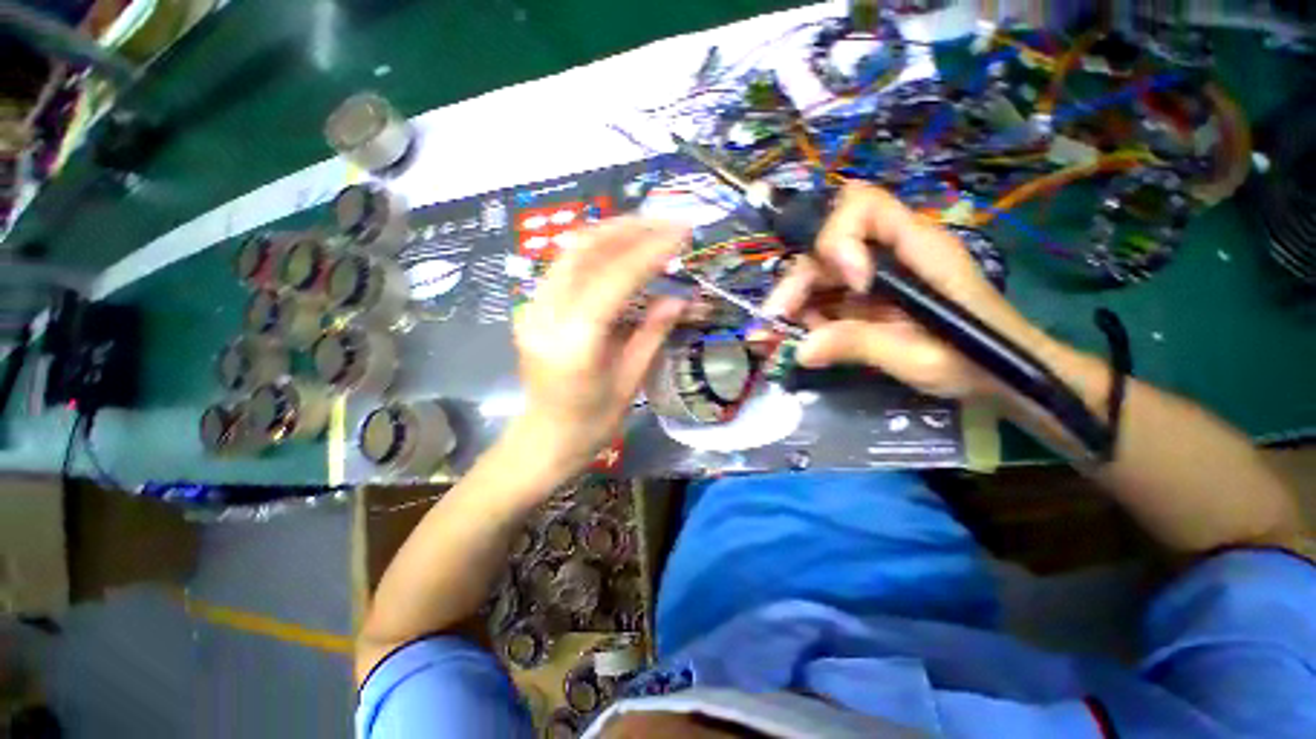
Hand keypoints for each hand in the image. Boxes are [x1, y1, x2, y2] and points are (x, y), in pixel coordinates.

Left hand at [510, 217, 688, 468]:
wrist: (545, 440)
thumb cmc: (592, 424)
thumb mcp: (631, 381)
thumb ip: (653, 333)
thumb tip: (680, 297)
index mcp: (574, 342)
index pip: (614, 279)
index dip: (650, 251)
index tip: (681, 234)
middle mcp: (546, 316)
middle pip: (584, 250)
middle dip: (629, 229)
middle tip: (666, 224)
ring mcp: (533, 309)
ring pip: (571, 252)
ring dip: (612, 234)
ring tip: (648, 230)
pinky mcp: (533, 309)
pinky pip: (565, 268)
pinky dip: (596, 252)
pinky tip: (621, 252)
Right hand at [763, 183, 1047, 399]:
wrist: (1001, 374)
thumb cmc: (977, 359)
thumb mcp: (918, 357)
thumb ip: (860, 346)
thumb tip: (801, 350)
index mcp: (918, 249)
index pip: (864, 207)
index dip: (839, 238)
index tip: (846, 284)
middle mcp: (890, 252)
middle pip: (827, 246)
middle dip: (797, 282)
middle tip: (775, 320)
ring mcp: (876, 275)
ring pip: (820, 272)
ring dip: (795, 302)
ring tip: (781, 336)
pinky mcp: (867, 297)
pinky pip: (826, 296)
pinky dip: (808, 316)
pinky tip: (803, 338)